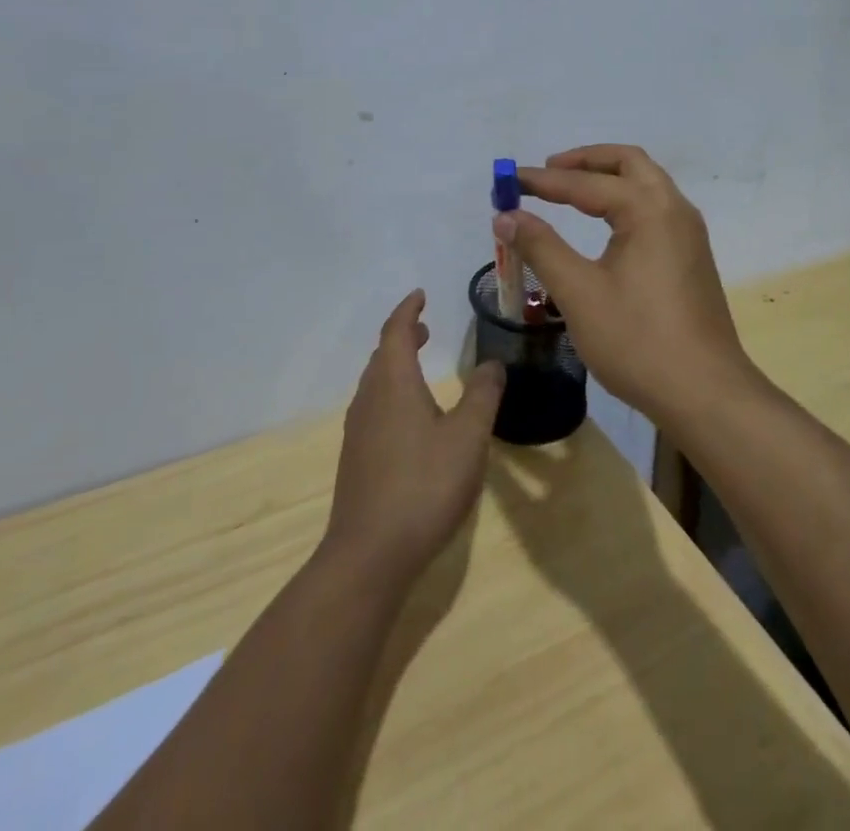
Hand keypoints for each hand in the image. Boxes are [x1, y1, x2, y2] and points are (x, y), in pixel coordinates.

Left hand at [324, 289, 505, 583]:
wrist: (370, 555)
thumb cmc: (424, 485)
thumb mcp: (468, 436)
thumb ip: (482, 395)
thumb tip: (492, 363)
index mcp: (393, 384)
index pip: (395, 332)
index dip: (408, 310)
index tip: (421, 295)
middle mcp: (369, 400)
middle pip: (382, 356)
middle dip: (403, 337)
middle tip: (425, 329)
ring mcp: (358, 431)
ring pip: (376, 383)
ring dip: (396, 366)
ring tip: (420, 366)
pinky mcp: (357, 459)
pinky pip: (374, 407)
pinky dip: (392, 393)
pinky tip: (411, 418)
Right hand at [492, 144, 757, 424]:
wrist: (705, 393)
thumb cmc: (638, 341)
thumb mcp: (579, 293)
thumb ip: (541, 247)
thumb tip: (506, 216)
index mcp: (649, 210)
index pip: (587, 183)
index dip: (543, 181)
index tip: (508, 181)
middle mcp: (675, 209)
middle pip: (629, 162)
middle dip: (585, 161)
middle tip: (547, 172)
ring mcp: (689, 233)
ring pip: (647, 183)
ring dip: (608, 178)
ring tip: (569, 192)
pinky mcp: (692, 256)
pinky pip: (656, 208)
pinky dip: (625, 200)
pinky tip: (604, 225)